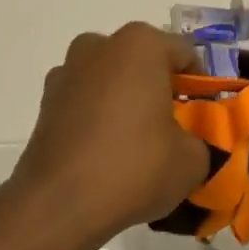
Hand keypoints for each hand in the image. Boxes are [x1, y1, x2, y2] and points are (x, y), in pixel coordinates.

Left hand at [10, 24, 209, 248]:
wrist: (58, 204)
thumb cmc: (134, 167)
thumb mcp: (192, 160)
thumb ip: (200, 141)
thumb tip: (188, 143)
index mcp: (141, 45)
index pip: (184, 55)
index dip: (199, 86)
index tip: (203, 116)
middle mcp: (100, 46)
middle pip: (143, 61)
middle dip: (159, 88)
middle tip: (172, 128)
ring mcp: (67, 71)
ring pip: (110, 78)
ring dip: (125, 99)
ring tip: (135, 142)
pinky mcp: (45, 101)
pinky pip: (85, 100)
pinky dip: (97, 116)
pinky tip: (104, 152)